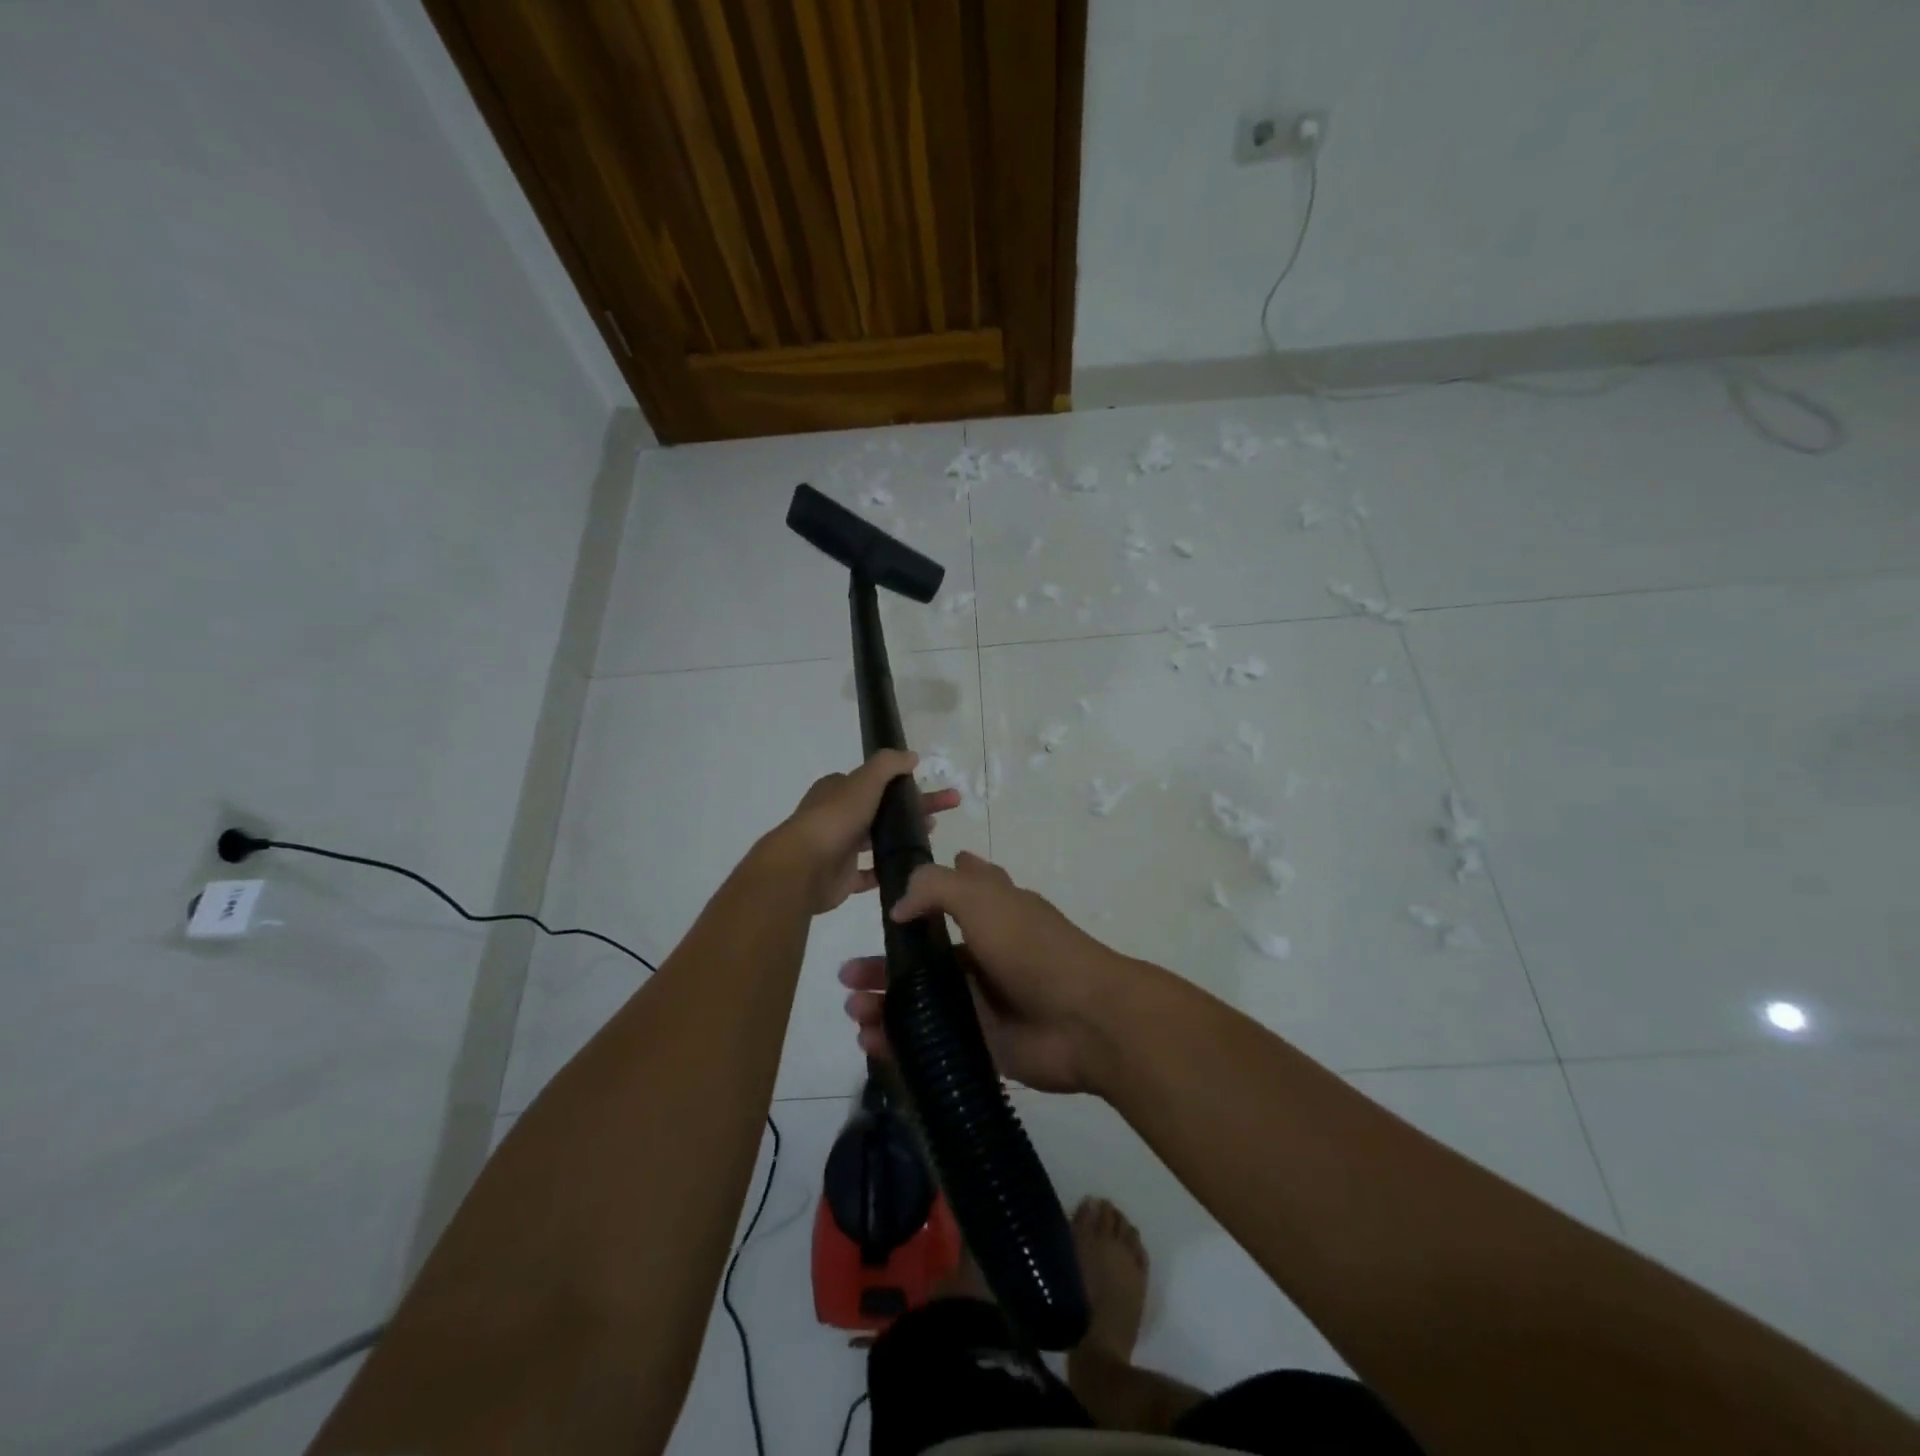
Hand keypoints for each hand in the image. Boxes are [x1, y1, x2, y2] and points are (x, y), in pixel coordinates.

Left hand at [768, 750, 962, 914]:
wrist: (804, 866)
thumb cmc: (835, 818)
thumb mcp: (864, 781)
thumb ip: (888, 765)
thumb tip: (911, 756)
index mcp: (838, 791)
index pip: (873, 783)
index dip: (901, 784)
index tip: (927, 788)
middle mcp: (838, 816)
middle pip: (881, 810)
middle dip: (913, 810)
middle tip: (946, 811)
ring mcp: (840, 848)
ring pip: (877, 841)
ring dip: (903, 838)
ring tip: (931, 837)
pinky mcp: (843, 877)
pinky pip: (870, 874)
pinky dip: (889, 870)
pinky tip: (912, 868)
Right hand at [838, 852, 1129, 1092]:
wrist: (1084, 1021)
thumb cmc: (1033, 948)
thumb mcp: (984, 898)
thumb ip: (936, 887)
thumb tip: (899, 905)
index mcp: (994, 911)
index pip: (957, 891)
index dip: (924, 892)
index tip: (887, 899)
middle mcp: (986, 952)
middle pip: (926, 954)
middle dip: (886, 961)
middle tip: (847, 974)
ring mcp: (984, 999)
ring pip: (923, 1000)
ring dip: (885, 1002)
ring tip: (853, 1009)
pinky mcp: (982, 1042)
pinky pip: (932, 1041)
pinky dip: (899, 1043)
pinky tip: (870, 1043)